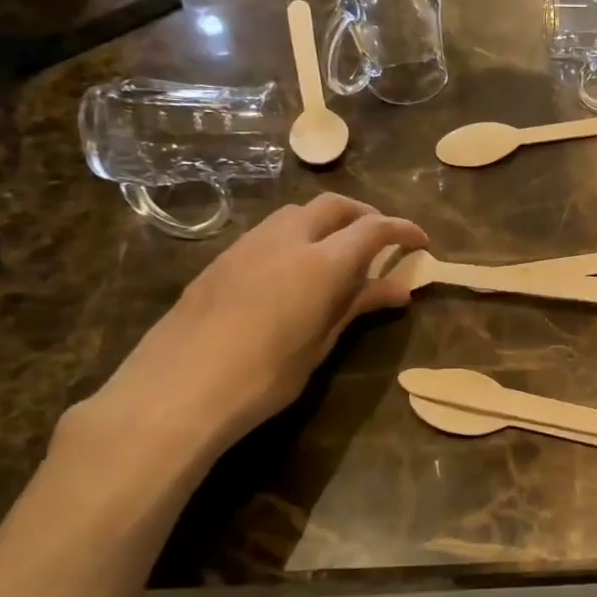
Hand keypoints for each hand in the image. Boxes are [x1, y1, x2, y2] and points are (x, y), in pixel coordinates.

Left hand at [89, 195, 425, 458]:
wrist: (176, 390)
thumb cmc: (263, 376)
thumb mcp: (320, 343)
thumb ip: (358, 306)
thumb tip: (398, 289)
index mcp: (321, 262)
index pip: (373, 229)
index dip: (402, 230)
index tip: (421, 240)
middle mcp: (286, 239)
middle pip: (334, 205)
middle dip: (364, 215)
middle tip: (381, 242)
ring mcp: (249, 245)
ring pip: (298, 213)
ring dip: (327, 221)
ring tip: (339, 254)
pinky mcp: (222, 259)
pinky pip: (270, 231)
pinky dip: (297, 236)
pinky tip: (295, 270)